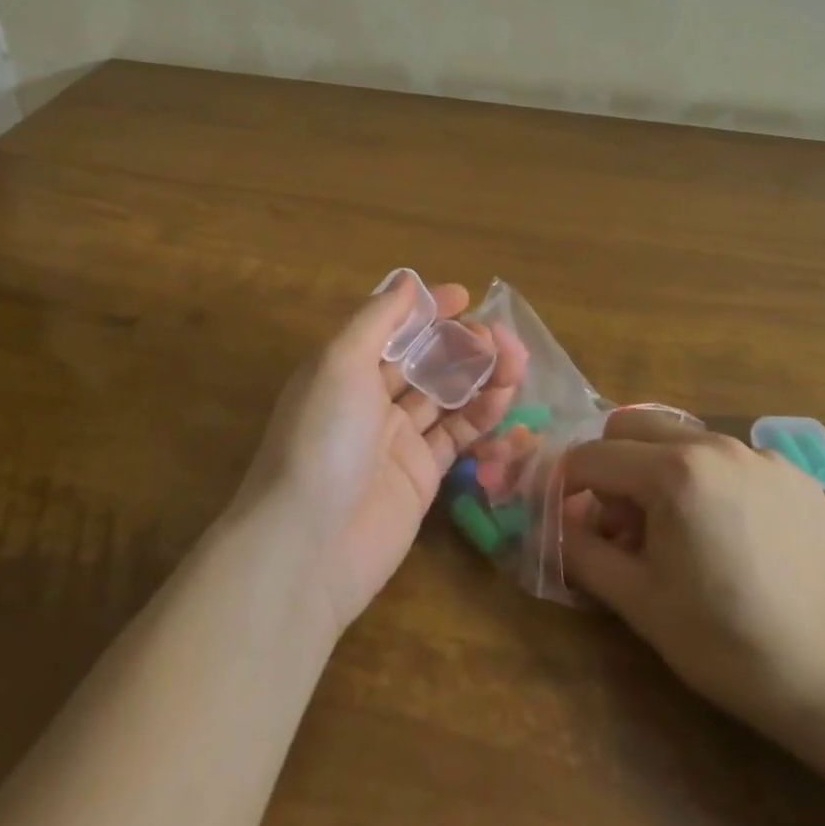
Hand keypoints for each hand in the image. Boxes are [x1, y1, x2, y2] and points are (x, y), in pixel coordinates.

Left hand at [240, 275, 527, 632]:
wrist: (309, 546)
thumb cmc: (322, 438)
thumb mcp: (341, 362)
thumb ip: (377, 319)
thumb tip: (406, 279)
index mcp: (346, 366)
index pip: (393, 327)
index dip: (428, 310)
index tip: (465, 298)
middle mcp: (370, 398)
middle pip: (425, 359)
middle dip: (462, 342)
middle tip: (500, 337)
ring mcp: (397, 438)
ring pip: (446, 394)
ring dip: (480, 374)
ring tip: (515, 360)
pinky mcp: (421, 476)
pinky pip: (457, 435)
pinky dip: (482, 414)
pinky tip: (505, 398)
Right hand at [561, 409, 824, 746]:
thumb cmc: (727, 642)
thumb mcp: (638, 601)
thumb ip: (581, 551)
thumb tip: (553, 524)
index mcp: (672, 470)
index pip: (593, 457)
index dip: (567, 486)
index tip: (566, 519)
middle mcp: (713, 444)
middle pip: (631, 426)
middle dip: (610, 466)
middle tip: (620, 524)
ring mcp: (758, 454)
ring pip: (679, 438)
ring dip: (656, 470)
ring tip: (674, 531)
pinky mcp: (792, 473)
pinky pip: (727, 458)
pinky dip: (706, 481)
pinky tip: (727, 534)